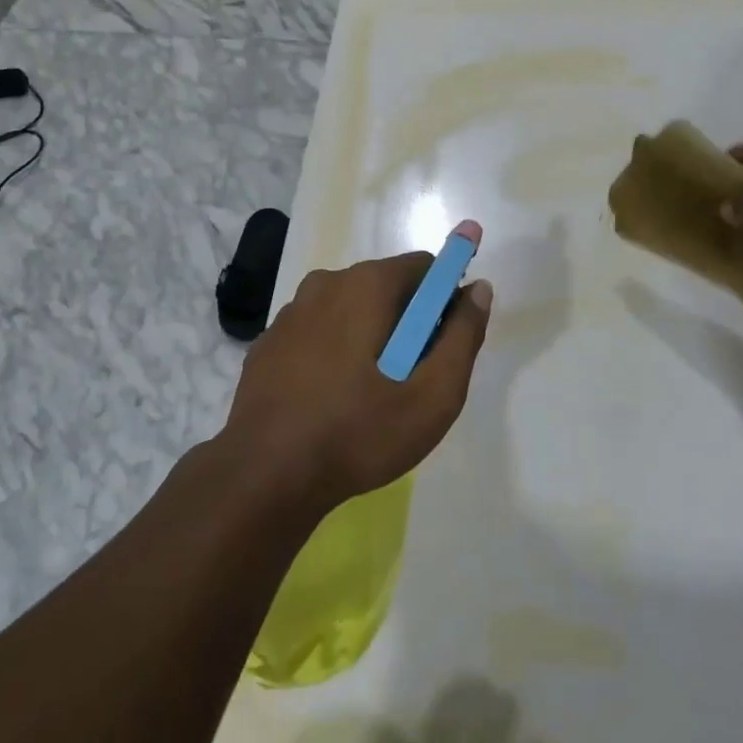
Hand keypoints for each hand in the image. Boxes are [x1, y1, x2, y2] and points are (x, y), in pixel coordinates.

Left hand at [223, 222, 493, 512]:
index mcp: (367, 284)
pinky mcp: (269, 342)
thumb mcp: (433, 394)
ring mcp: (291, 312)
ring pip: (350, 308)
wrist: (264, 476)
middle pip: (387, 286)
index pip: (425, 267)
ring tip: (372, 394)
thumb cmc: (359, 432)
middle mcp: (327, 283)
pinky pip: (318, 331)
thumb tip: (479, 289)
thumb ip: (463, 336)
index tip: (446, 342)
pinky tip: (333, 398)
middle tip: (414, 378)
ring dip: (371, 335)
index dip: (445, 299)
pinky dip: (335, 350)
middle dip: (409, 320)